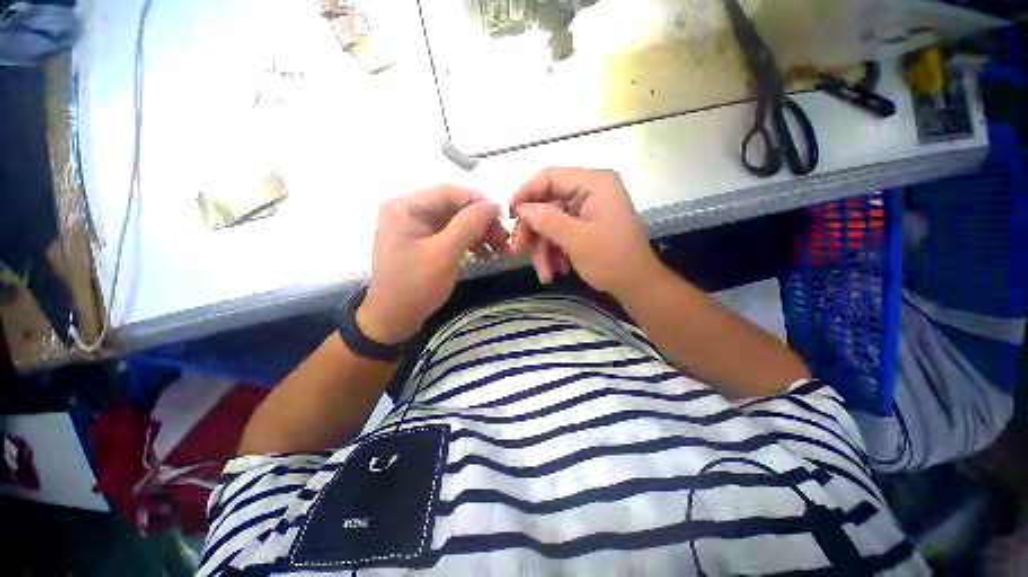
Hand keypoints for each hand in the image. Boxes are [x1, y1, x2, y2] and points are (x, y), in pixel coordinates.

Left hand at [358, 185, 509, 344]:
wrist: (393, 320)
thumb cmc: (416, 285)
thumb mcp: (445, 253)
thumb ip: (469, 224)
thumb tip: (493, 204)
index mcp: (406, 206)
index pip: (450, 192)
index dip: (479, 201)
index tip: (503, 217)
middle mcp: (408, 211)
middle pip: (453, 207)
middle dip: (481, 221)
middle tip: (504, 238)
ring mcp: (415, 228)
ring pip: (455, 221)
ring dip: (478, 233)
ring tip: (499, 248)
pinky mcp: (422, 243)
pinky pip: (450, 235)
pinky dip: (468, 242)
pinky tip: (484, 255)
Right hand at [510, 168, 659, 299]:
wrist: (636, 286)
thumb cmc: (611, 260)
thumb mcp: (575, 239)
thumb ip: (546, 219)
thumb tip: (521, 209)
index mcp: (594, 183)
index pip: (549, 177)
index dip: (525, 194)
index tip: (509, 216)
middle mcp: (590, 191)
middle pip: (547, 203)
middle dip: (533, 232)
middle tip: (518, 252)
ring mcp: (588, 210)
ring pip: (551, 223)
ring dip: (543, 249)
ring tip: (544, 273)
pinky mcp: (586, 226)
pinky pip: (561, 233)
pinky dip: (554, 252)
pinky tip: (555, 270)